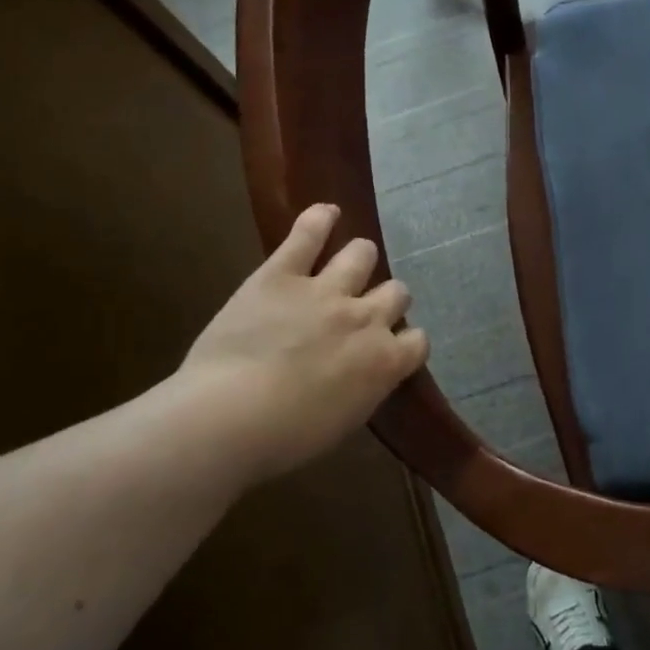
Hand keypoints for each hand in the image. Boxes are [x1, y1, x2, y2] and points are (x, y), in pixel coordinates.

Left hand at [173, 203, 428, 479]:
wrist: (231, 417)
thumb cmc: (287, 437)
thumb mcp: (345, 421)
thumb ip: (365, 388)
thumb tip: (365, 375)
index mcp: (386, 361)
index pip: (418, 339)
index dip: (405, 341)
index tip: (389, 347)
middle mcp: (367, 319)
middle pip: (396, 292)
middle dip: (386, 299)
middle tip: (363, 310)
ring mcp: (326, 291)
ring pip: (362, 255)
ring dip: (360, 259)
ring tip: (350, 262)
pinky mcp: (281, 274)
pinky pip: (307, 235)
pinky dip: (319, 219)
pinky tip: (326, 212)